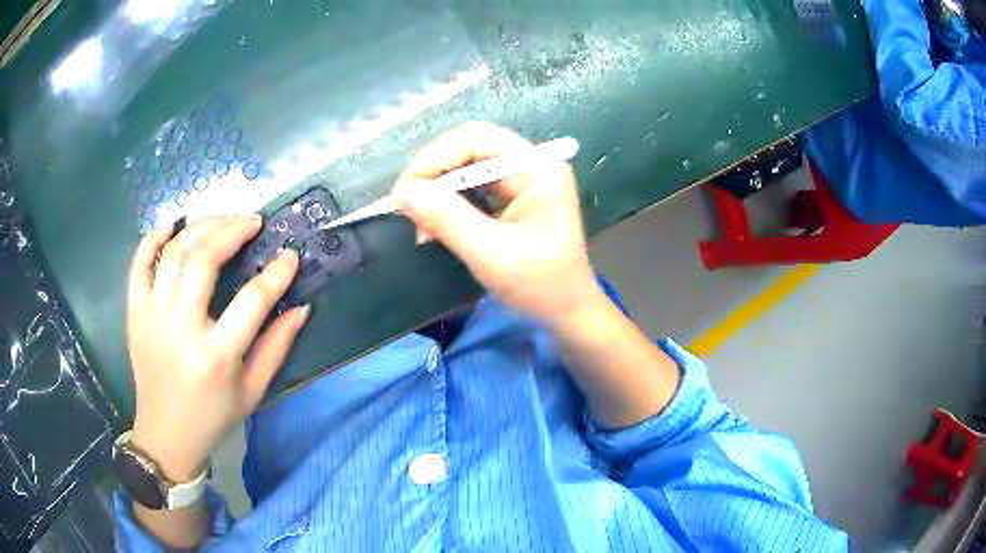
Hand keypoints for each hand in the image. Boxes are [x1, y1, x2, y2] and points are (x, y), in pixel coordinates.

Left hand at [126, 216, 309, 481]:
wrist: (167, 435)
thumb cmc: (214, 416)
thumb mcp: (254, 391)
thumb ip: (277, 347)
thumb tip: (301, 307)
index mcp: (216, 356)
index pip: (252, 300)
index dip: (276, 272)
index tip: (289, 256)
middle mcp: (181, 329)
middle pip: (204, 259)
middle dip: (232, 230)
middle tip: (252, 221)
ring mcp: (152, 317)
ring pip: (173, 252)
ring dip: (200, 227)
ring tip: (220, 220)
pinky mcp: (135, 314)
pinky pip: (139, 264)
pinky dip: (154, 238)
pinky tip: (173, 226)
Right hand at [392, 122, 603, 328]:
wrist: (567, 314)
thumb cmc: (541, 287)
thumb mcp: (492, 254)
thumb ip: (448, 219)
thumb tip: (403, 191)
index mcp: (538, 169)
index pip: (478, 139)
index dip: (436, 157)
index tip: (405, 190)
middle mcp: (531, 165)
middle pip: (470, 149)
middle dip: (434, 174)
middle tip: (407, 207)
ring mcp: (522, 180)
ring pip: (466, 167)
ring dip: (437, 190)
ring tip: (419, 222)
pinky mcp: (512, 198)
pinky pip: (471, 187)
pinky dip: (447, 203)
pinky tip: (434, 225)